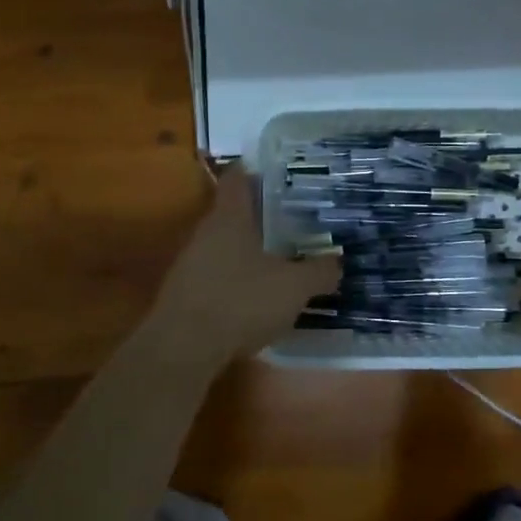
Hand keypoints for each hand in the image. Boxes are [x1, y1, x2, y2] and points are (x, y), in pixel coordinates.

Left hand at [148, 167, 339, 367]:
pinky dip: (238, 278)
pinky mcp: (186, 292)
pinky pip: (218, 274)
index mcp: (230, 216)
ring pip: (226, 245)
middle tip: (297, 221)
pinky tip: (259, 296)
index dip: (259, 171)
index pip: (239, 177)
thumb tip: (338, 262)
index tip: (283, 174)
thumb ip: (319, 271)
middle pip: (234, 212)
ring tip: (284, 258)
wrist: (183, 349)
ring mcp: (191, 262)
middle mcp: (206, 232)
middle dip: (263, 216)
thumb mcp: (294, 287)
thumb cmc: (241, 301)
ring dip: (251, 250)